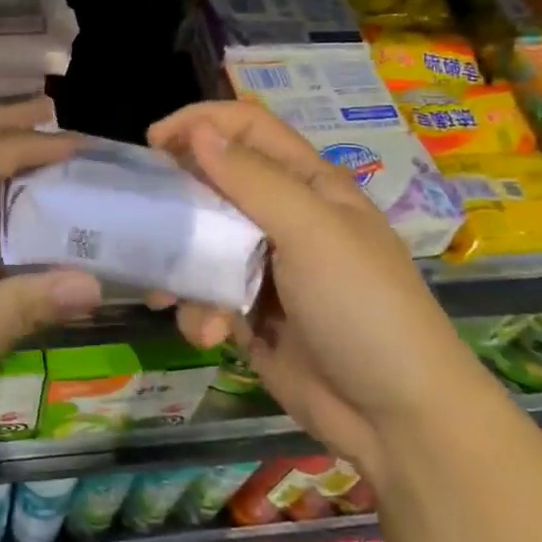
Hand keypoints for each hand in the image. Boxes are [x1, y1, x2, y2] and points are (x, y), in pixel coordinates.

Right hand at [148, 101, 486, 485]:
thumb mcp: (312, 232)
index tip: (153, 142)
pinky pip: (206, 295)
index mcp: (309, 185)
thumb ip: (252, 180)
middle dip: (179, 200)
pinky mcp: (250, 314)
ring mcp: (265, 268)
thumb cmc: (362, 308)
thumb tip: (198, 131)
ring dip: (183, 268)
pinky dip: (199, 312)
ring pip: (202, 244)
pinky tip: (210, 336)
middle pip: (216, 184)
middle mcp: (285, 218)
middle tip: (144, 216)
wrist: (397, 419)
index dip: (202, 122)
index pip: (249, 128)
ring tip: (170, 295)